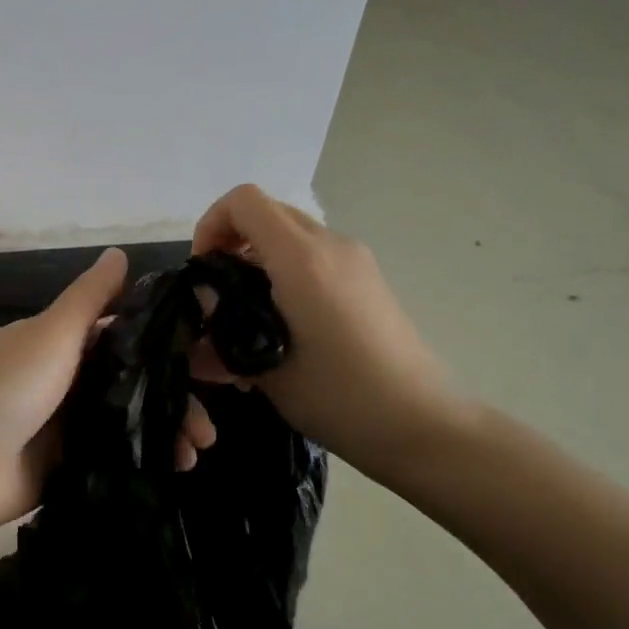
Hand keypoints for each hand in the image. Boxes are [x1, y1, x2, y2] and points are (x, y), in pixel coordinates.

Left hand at [0, 249, 218, 536]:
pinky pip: (116, 457)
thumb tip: (121, 252)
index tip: (211, 358)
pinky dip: (146, 460)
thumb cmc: (9, 387)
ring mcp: (69, 424)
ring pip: (131, 421)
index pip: (128, 335)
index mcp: (66, 342)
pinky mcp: (69, 465)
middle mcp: (71, 379)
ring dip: (167, 431)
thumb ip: (90, 298)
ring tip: (197, 452)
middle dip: (176, 396)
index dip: (169, 344)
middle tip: (212, 421)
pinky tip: (177, 470)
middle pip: (136, 382)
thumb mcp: (53, 333)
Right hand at [192, 185, 466, 477]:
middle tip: (219, 291)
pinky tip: (284, 323)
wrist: (425, 427)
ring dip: (259, 258)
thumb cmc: (341, 398)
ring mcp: (355, 260)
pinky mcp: (368, 279)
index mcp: (302, 258)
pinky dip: (286, 270)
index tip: (203, 269)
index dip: (212, 224)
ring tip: (249, 313)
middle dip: (232, 240)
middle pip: (267, 211)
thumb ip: (224, 330)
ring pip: (291, 233)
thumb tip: (203, 309)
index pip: (244, 201)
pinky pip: (314, 254)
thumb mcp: (266, 369)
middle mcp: (330, 245)